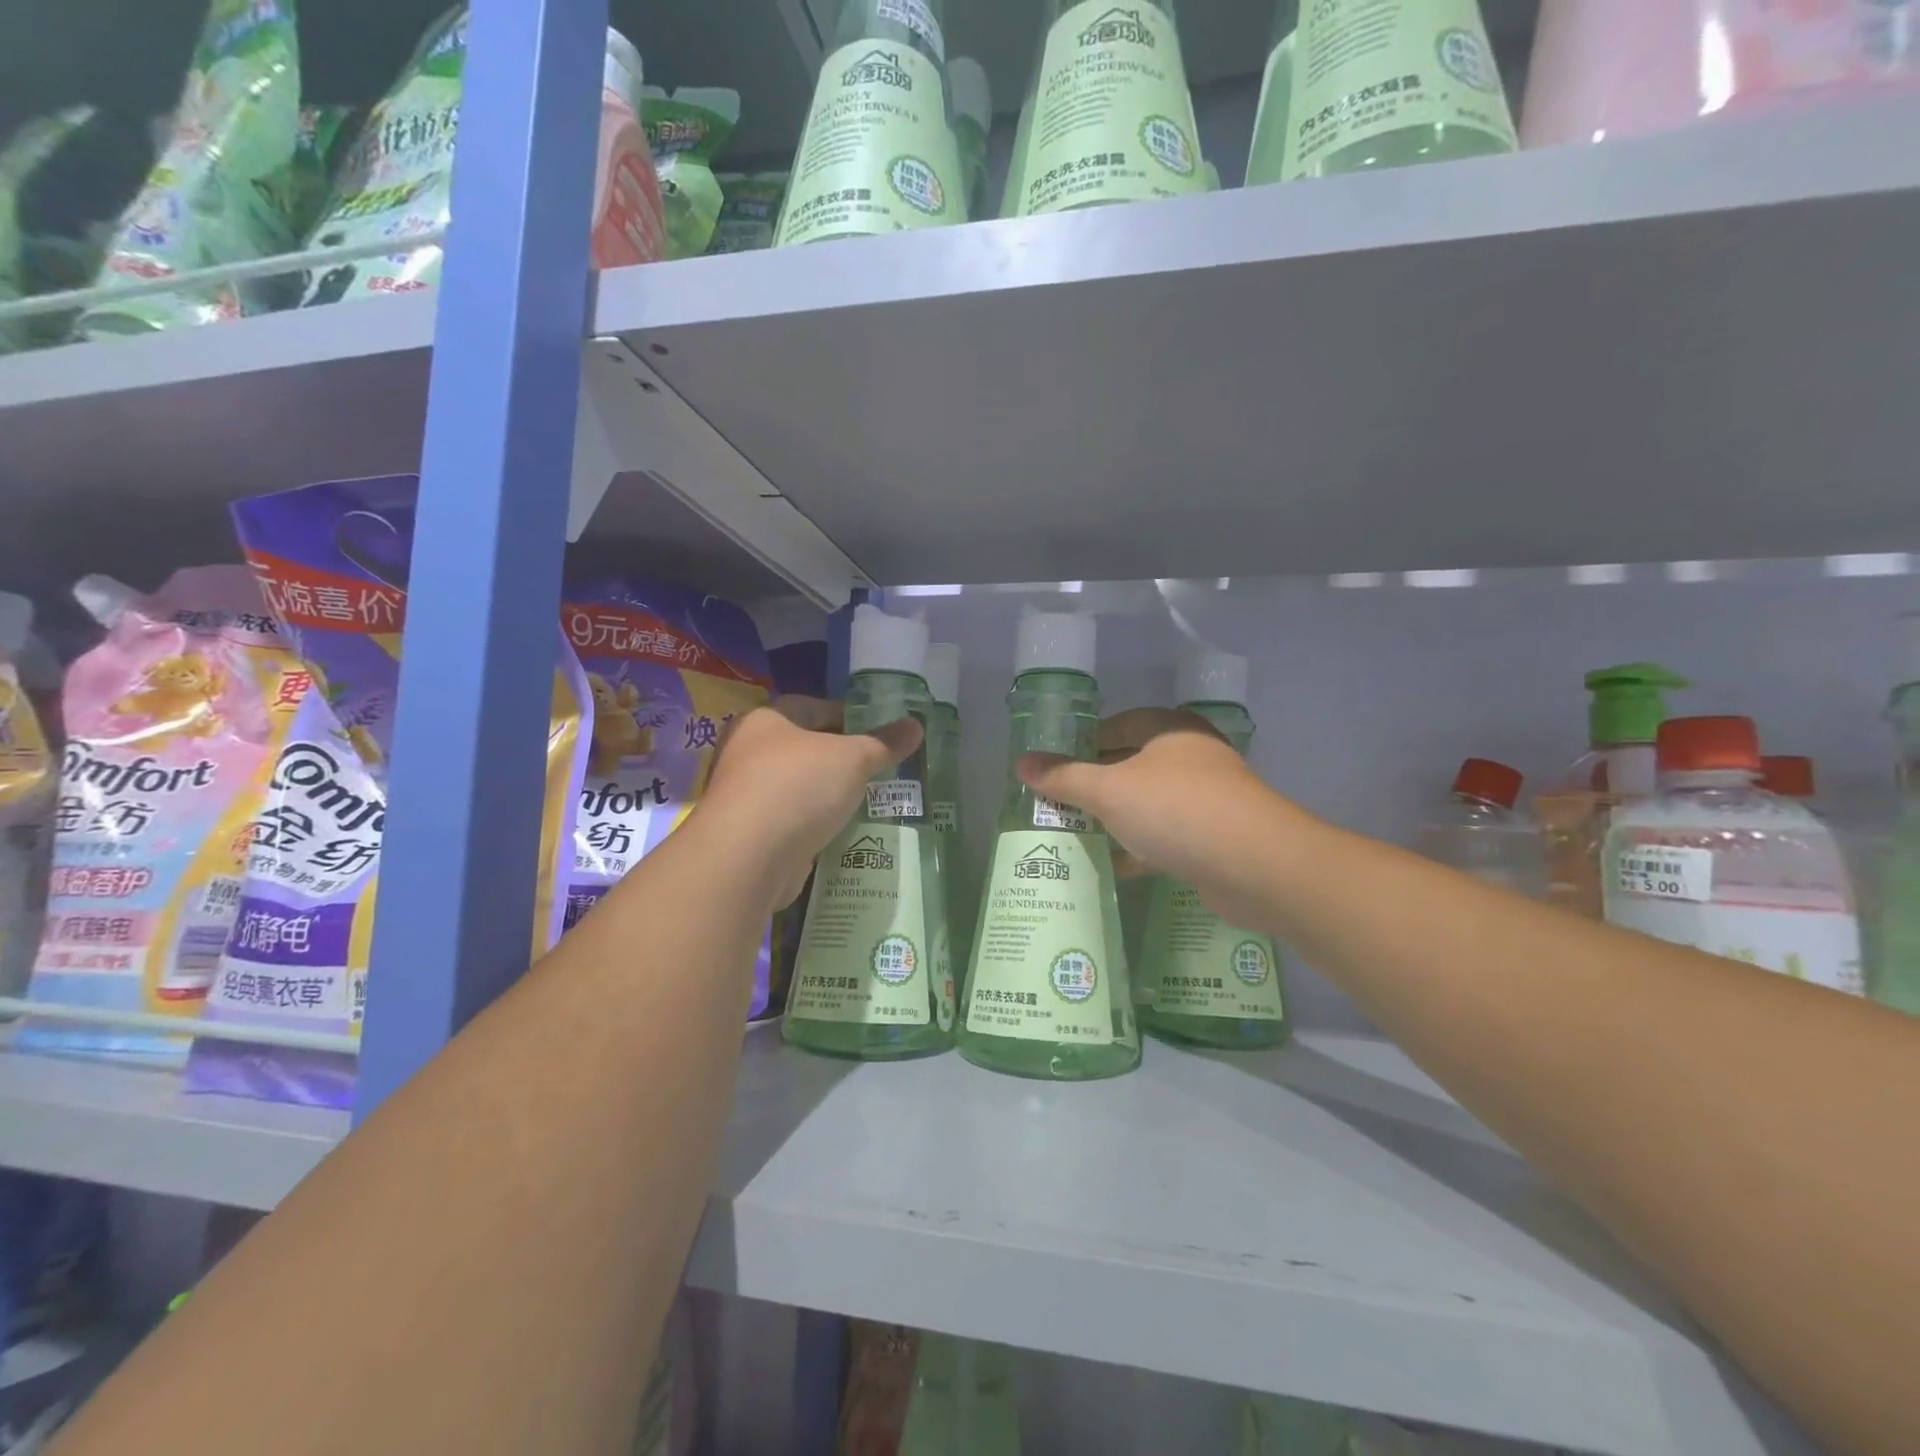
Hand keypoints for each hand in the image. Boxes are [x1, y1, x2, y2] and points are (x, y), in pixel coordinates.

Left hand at [700, 699, 921, 910]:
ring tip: (867, 800)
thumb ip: (883, 743)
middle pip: (803, 748)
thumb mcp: (852, 758)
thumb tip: (917, 725)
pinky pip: (792, 821)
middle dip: (839, 758)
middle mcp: (746, 753)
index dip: (847, 715)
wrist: (747, 859)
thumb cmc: (797, 787)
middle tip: (877, 767)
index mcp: (764, 720)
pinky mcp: (751, 836)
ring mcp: (745, 797)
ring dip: (826, 794)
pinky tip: (843, 831)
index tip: (877, 732)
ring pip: (797, 787)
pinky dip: (815, 824)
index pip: (811, 706)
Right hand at [1017, 707, 1300, 930]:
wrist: (1256, 866)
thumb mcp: (1109, 791)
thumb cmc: (1176, 810)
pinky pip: (1167, 837)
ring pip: (1150, 804)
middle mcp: (1193, 758)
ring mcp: (1209, 799)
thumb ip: (1064, 778)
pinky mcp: (1215, 838)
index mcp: (1172, 731)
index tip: (1058, 763)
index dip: (1087, 740)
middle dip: (1097, 785)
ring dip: (1117, 819)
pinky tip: (1114, 866)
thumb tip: (1022, 764)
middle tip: (1060, 802)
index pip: (1122, 723)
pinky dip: (1140, 848)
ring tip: (1078, 834)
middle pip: (1134, 765)